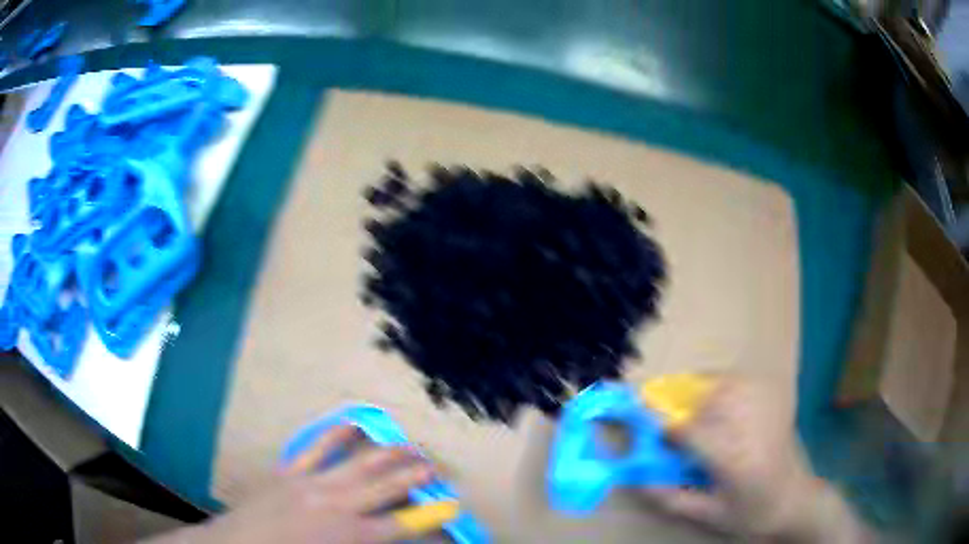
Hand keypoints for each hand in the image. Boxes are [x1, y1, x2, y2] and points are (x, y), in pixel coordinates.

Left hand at [147, 425, 444, 543]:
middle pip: (384, 486)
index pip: (399, 525)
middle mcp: (334, 505)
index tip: (450, 505)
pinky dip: (338, 434)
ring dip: (387, 453)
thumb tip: (387, 537)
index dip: (427, 517)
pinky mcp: (288, 471)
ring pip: (358, 462)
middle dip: (413, 475)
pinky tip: (355, 424)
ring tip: (408, 445)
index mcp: (348, 536)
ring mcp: (309, 483)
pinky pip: (317, 448)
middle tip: (434, 466)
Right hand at [643, 378, 869, 542]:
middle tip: (664, 416)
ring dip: (698, 391)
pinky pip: (741, 378)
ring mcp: (767, 406)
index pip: (691, 432)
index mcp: (735, 461)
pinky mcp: (776, 396)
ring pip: (723, 382)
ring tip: (689, 408)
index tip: (648, 428)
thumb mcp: (709, 515)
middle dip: (678, 404)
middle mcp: (752, 427)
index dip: (664, 427)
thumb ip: (671, 498)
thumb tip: (637, 479)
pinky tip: (717, 398)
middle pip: (706, 399)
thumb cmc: (751, 512)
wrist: (795, 499)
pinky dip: (720, 382)